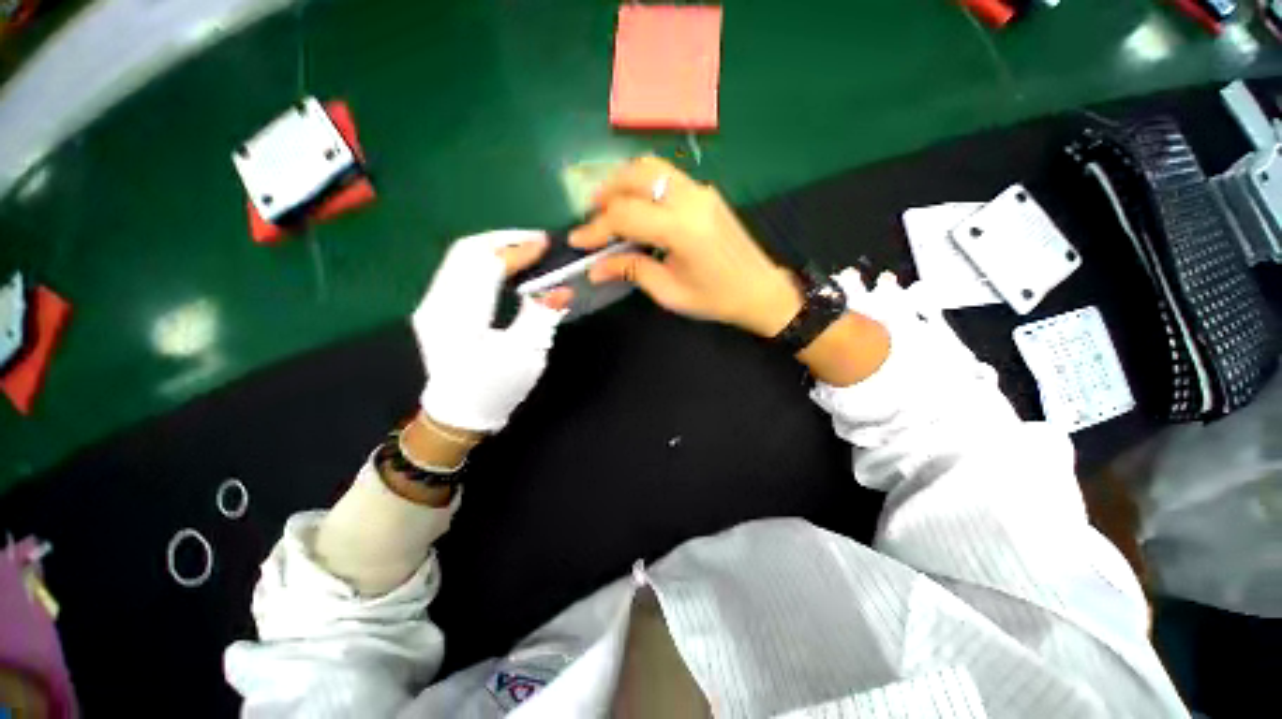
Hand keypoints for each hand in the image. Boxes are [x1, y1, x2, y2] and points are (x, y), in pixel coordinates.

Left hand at [412, 230, 571, 433]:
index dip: (518, 251)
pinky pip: (458, 268)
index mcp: (459, 319)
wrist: (458, 413)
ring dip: (495, 246)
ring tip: (526, 248)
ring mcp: (430, 302)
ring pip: (460, 256)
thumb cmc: (495, 388)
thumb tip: (562, 290)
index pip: (487, 267)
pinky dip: (484, 259)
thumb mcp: (525, 356)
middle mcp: (436, 303)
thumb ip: (541, 317)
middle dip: (505, 239)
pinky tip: (505, 263)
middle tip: (538, 240)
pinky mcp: (434, 305)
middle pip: (467, 251)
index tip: (546, 243)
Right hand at [570, 157, 801, 337]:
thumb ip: (631, 271)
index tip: (577, 241)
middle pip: (637, 175)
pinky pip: (667, 177)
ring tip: (607, 205)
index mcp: (681, 229)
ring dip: (623, 181)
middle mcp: (691, 200)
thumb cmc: (715, 299)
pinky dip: (643, 184)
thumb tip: (595, 268)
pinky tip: (636, 205)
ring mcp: (701, 191)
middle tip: (590, 215)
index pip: (625, 216)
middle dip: (606, 192)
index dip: (596, 228)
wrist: (760, 290)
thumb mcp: (670, 292)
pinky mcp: (706, 193)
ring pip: (652, 168)